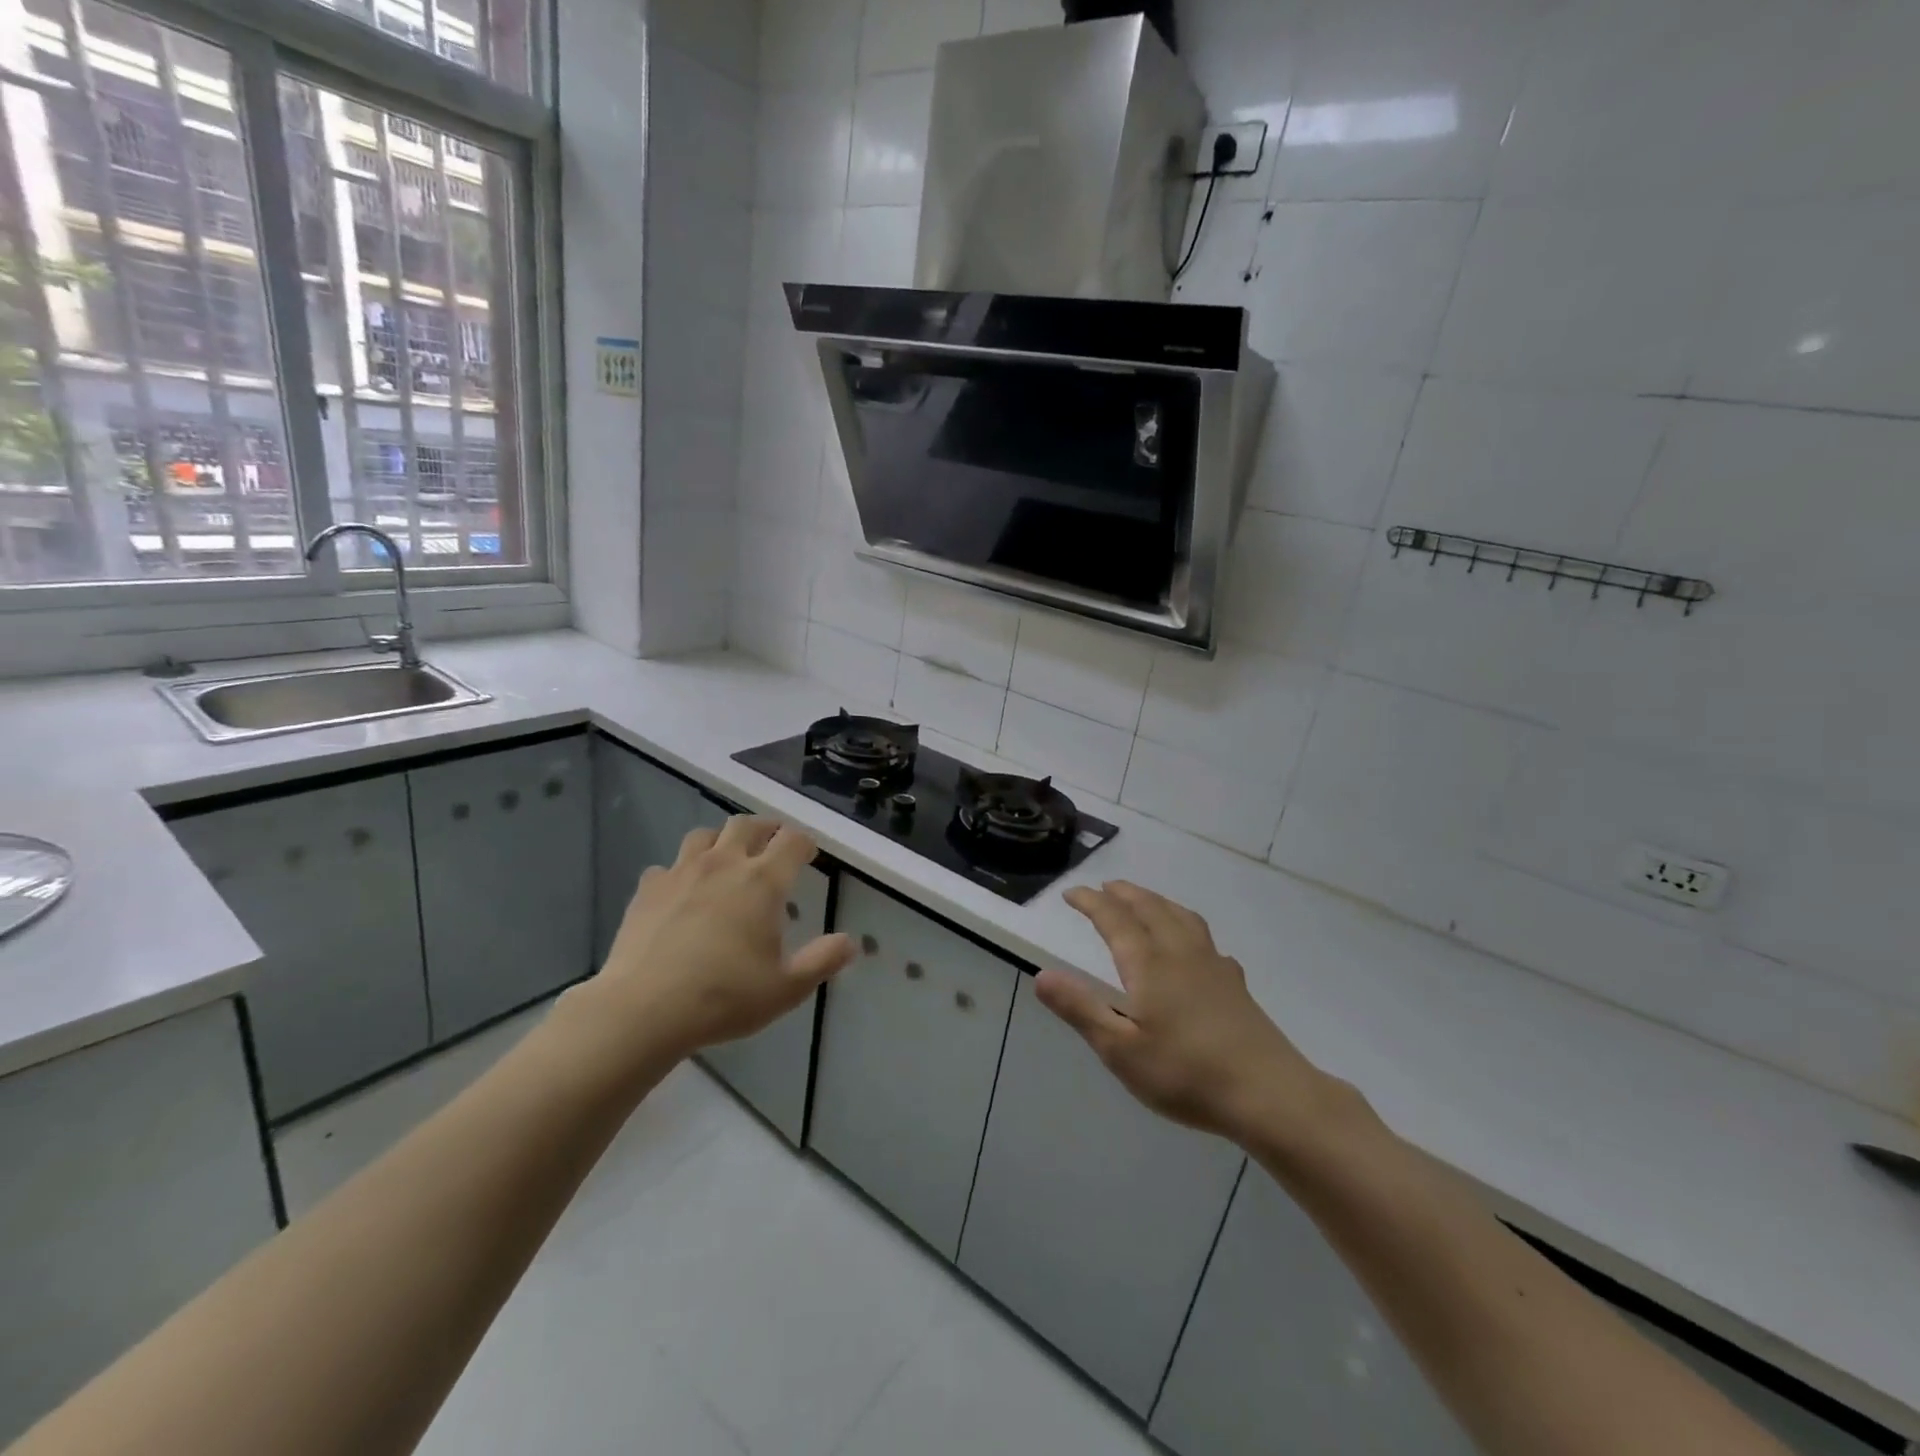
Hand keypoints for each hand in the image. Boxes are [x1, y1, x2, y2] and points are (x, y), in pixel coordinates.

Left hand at [566, 817, 853, 1066]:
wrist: (644, 1009)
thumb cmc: (724, 996)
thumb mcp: (787, 988)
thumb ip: (823, 961)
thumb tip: (852, 943)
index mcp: (763, 881)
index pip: (793, 841)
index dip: (805, 844)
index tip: (809, 855)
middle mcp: (724, 864)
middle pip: (748, 825)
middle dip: (766, 829)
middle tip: (773, 843)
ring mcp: (682, 872)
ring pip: (705, 835)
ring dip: (721, 840)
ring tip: (727, 858)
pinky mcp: (648, 889)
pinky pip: (668, 866)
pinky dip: (680, 872)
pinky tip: (681, 893)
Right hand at [1035, 881, 1347, 1149]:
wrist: (1268, 1093)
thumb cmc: (1186, 1073)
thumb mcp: (1120, 1050)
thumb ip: (1080, 1009)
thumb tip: (1042, 976)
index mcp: (1149, 964)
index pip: (1114, 919)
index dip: (1091, 903)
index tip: (1072, 893)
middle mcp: (1180, 953)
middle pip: (1150, 908)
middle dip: (1125, 894)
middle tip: (1105, 888)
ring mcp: (1213, 966)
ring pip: (1182, 917)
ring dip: (1157, 902)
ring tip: (1145, 902)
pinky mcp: (1235, 985)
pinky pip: (1205, 939)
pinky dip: (1187, 928)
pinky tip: (1194, 949)